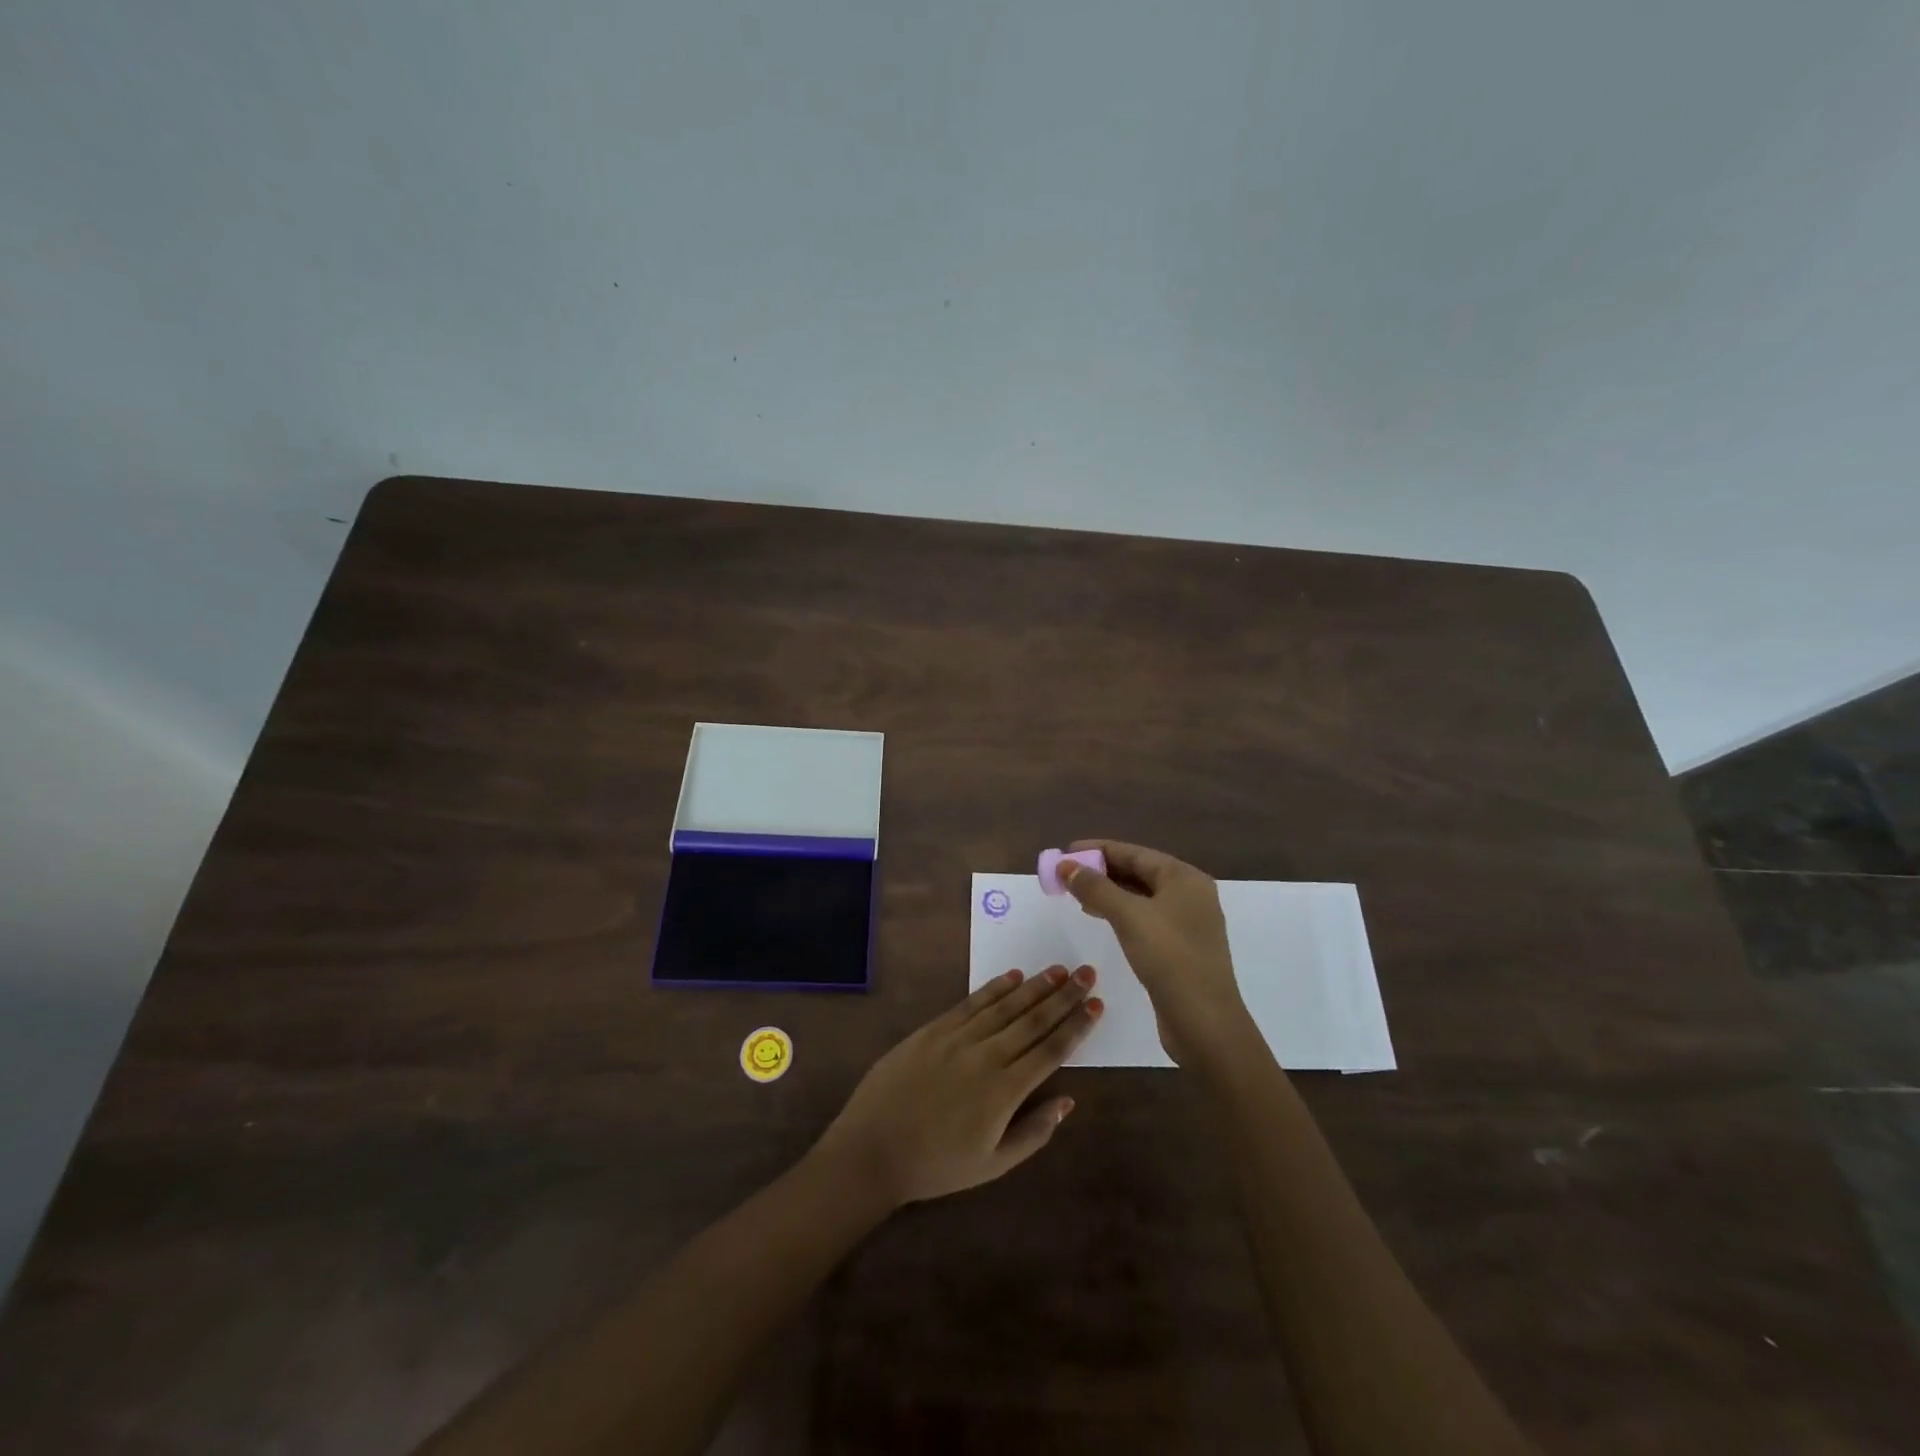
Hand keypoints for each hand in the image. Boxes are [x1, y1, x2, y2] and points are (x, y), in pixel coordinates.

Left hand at [812, 966, 1103, 1206]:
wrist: (873, 1148)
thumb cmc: (936, 1165)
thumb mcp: (992, 1165)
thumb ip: (1034, 1132)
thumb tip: (1068, 1101)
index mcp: (1005, 1091)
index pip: (1050, 1050)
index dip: (1076, 1026)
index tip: (1096, 1004)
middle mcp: (987, 1056)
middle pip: (1033, 1020)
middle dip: (1063, 996)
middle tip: (1086, 972)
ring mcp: (958, 1038)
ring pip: (1005, 1006)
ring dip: (1035, 986)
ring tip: (1058, 970)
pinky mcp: (934, 1029)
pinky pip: (971, 1002)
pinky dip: (994, 988)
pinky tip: (1013, 976)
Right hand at [1057, 840, 1254, 1065]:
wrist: (1204, 1022)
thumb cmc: (1169, 958)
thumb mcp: (1128, 916)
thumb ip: (1095, 887)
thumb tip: (1066, 866)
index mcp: (1184, 878)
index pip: (1135, 853)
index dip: (1098, 849)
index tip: (1066, 851)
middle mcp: (1190, 894)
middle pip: (1139, 872)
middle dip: (1101, 871)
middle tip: (1066, 874)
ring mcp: (1188, 922)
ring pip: (1141, 896)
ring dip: (1109, 892)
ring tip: (1076, 895)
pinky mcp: (1181, 948)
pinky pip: (1145, 918)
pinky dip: (1121, 913)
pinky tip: (1101, 918)